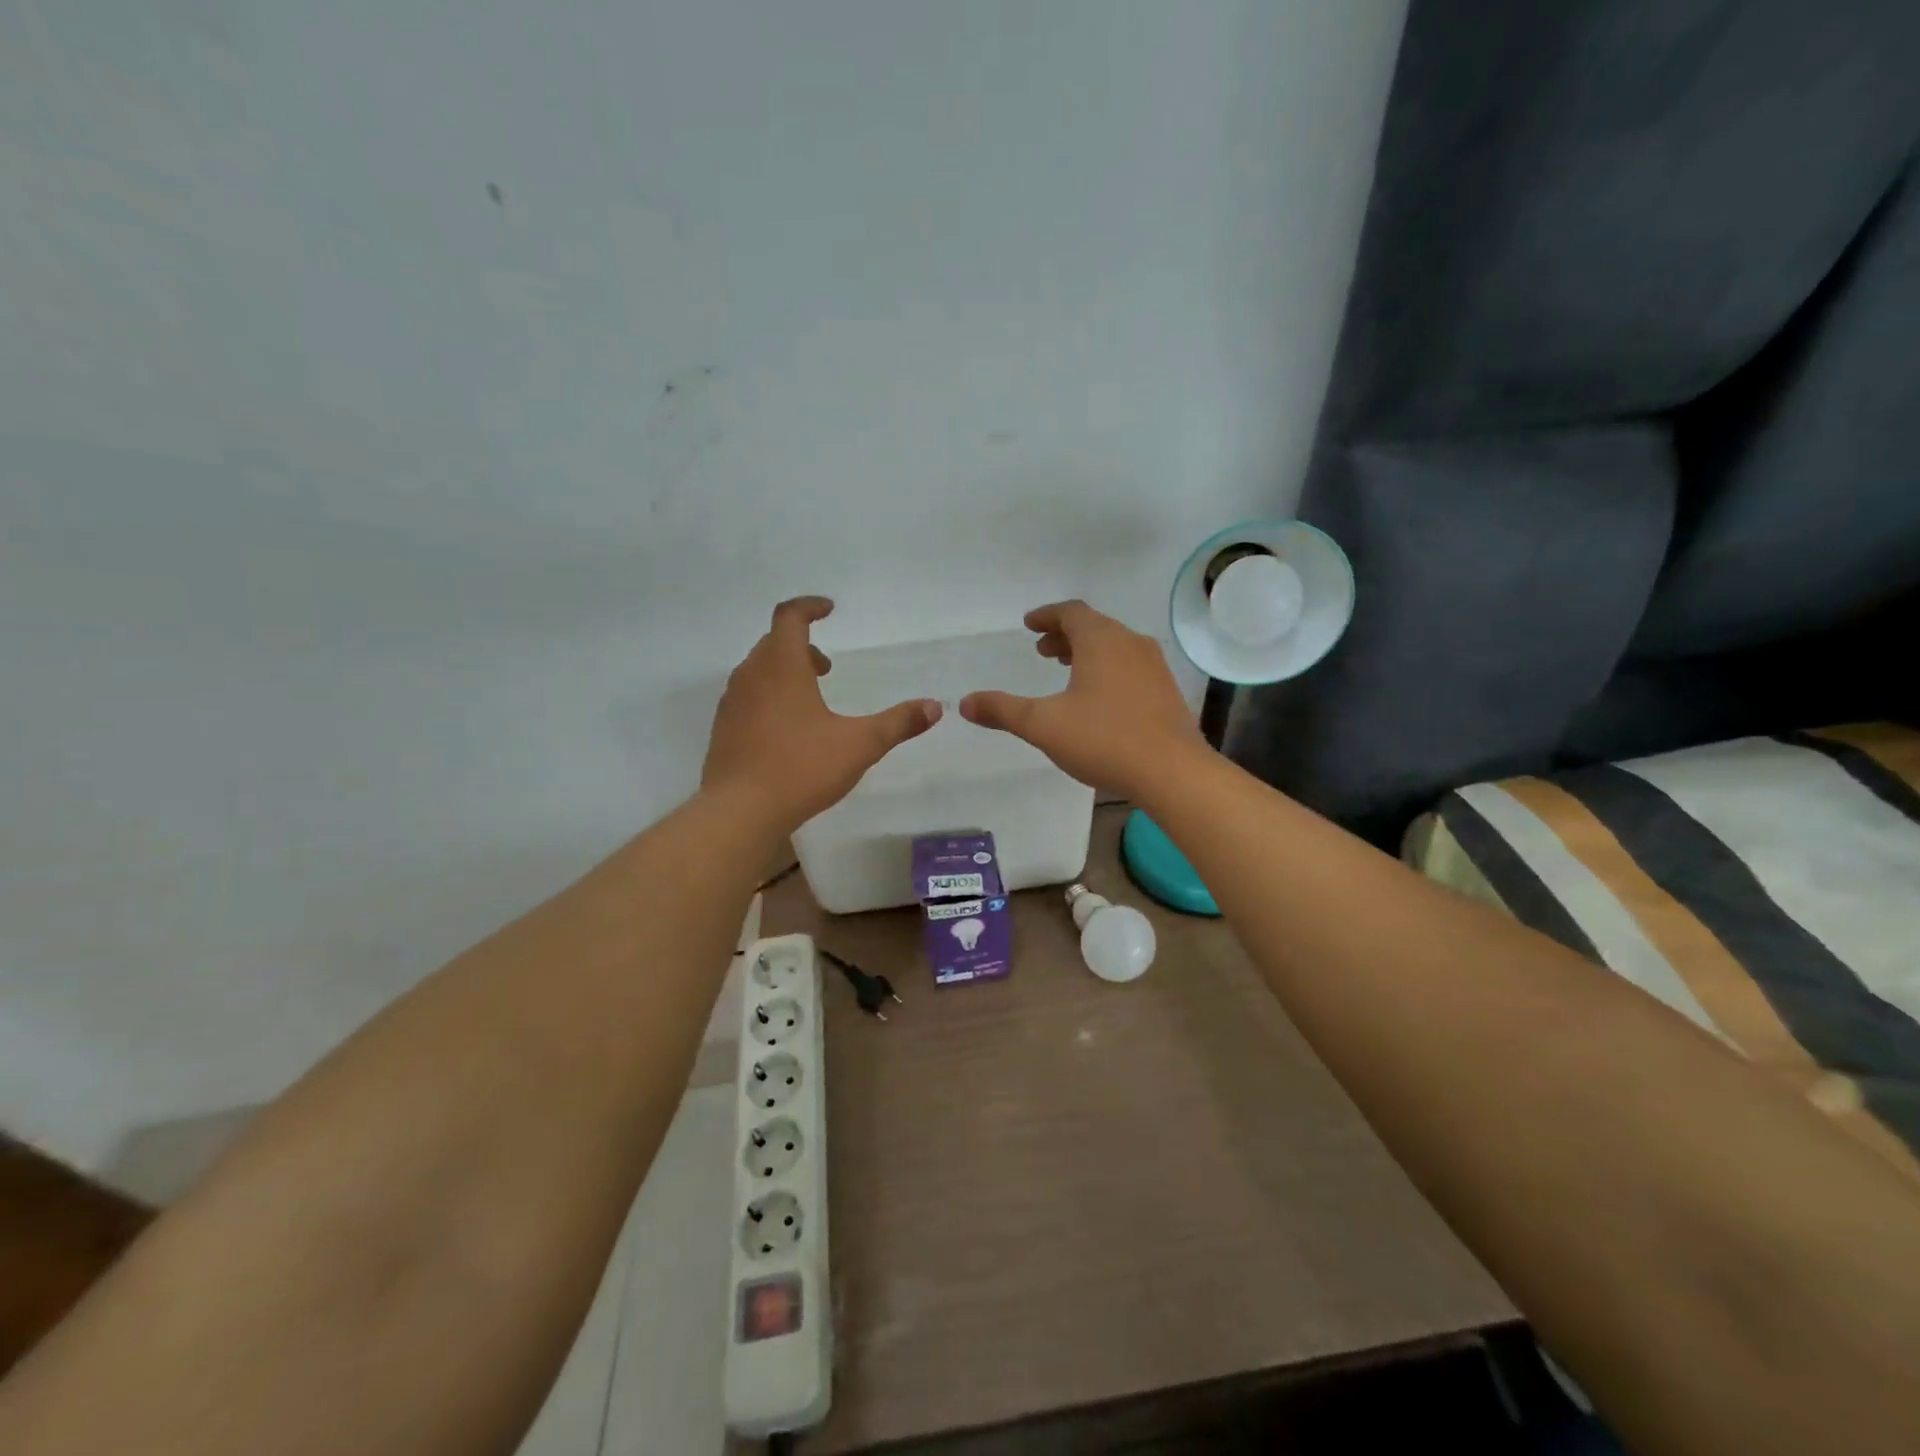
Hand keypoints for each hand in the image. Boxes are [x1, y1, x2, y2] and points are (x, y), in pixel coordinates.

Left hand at [704, 597, 941, 832]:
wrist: (738, 812)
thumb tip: (935, 707)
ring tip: (811, 698)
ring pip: (758, 670)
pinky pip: (748, 697)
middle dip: (802, 645)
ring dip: (784, 672)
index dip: (810, 607)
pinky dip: (769, 696)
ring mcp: (732, 703)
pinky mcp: (724, 729)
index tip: (830, 609)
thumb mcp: (860, 745)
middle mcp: (751, 676)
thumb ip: (898, 723)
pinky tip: (788, 730)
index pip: (790, 617)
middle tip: (827, 666)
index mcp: (781, 666)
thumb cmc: (800, 768)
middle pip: (773, 643)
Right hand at [959, 600, 1202, 799]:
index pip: (1071, 612)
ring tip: (1066, 671)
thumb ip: (1003, 710)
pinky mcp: (1166, 691)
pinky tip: (1098, 699)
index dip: (1046, 616)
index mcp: (1101, 640)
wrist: (1172, 772)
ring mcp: (1153, 667)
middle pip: (1094, 627)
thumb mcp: (1043, 725)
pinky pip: (1130, 666)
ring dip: (1087, 652)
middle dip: (1064, 636)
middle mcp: (1130, 643)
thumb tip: (965, 703)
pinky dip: (1107, 669)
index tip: (1029, 625)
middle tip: (1042, 651)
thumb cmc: (1103, 739)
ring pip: (1114, 647)